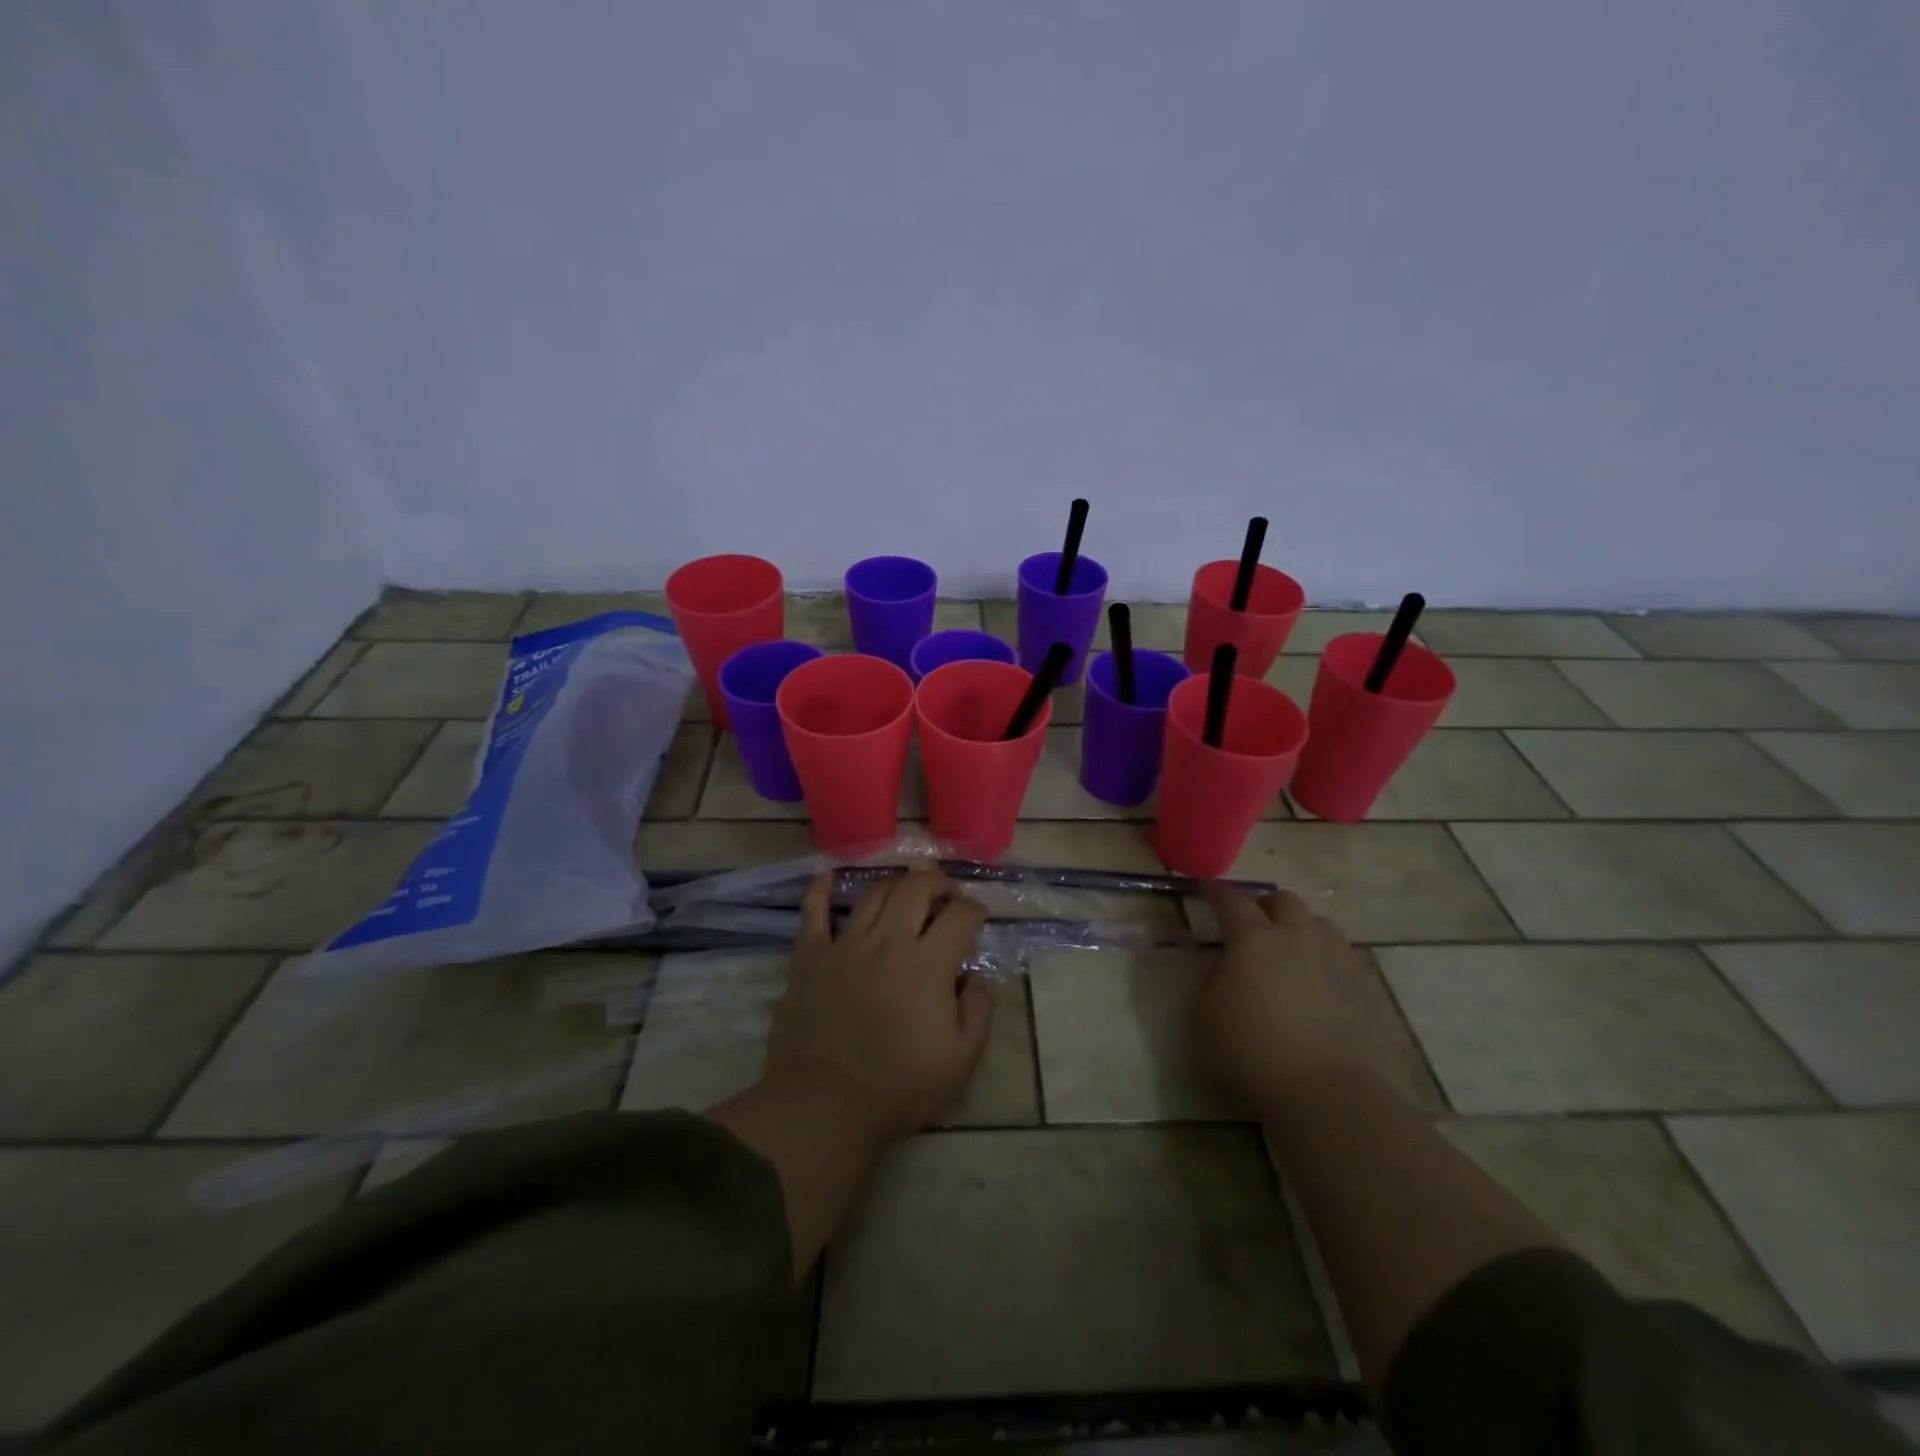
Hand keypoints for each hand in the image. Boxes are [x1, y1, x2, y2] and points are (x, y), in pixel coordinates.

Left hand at [763, 870, 993, 1143]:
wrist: (825, 1106)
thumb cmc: (899, 1087)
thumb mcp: (961, 1060)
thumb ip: (978, 1011)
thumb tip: (973, 979)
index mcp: (928, 964)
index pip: (960, 915)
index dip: (975, 909)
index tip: (978, 916)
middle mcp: (888, 941)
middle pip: (916, 888)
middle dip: (937, 883)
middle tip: (945, 895)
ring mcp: (845, 945)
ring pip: (873, 893)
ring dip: (895, 884)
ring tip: (904, 891)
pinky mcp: (810, 957)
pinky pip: (813, 912)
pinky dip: (820, 890)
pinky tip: (826, 875)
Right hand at [1191, 885, 1397, 1113]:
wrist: (1328, 1094)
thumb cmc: (1252, 1052)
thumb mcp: (1203, 1018)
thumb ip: (1209, 983)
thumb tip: (1222, 969)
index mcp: (1253, 939)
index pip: (1231, 900)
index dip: (1216, 892)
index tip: (1205, 888)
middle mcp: (1298, 937)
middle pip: (1283, 901)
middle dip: (1265, 906)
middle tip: (1253, 924)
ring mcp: (1337, 959)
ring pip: (1320, 924)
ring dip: (1301, 929)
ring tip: (1291, 951)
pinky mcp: (1366, 988)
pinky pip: (1344, 959)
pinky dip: (1327, 961)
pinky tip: (1320, 985)